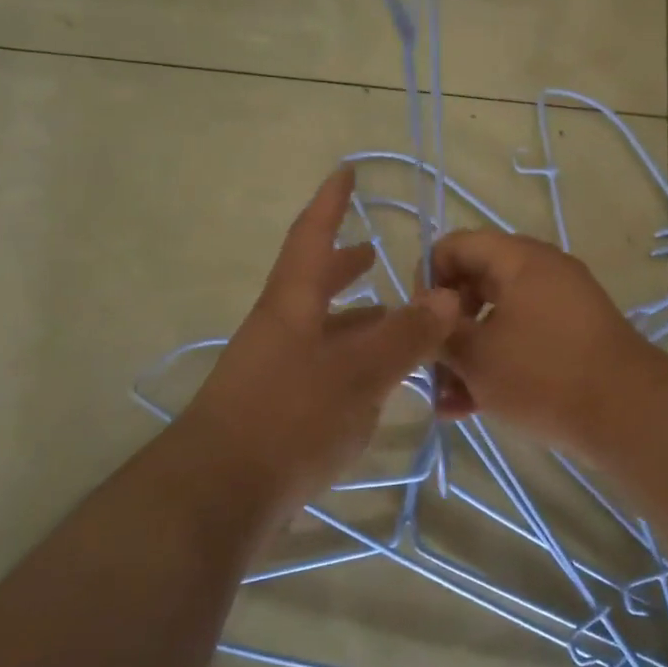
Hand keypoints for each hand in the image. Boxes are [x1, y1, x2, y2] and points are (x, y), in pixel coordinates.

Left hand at [180, 168, 460, 516]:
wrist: (218, 494)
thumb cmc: (288, 418)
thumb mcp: (357, 374)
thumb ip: (405, 336)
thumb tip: (448, 298)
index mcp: (291, 306)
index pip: (311, 238)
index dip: (331, 203)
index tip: (346, 171)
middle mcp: (279, 331)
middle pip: (313, 284)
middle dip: (344, 265)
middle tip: (375, 253)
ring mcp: (274, 372)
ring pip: (322, 332)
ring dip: (355, 319)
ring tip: (393, 319)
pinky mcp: (278, 411)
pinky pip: (322, 370)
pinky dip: (352, 364)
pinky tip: (375, 385)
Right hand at [429, 230, 659, 454]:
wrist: (627, 414)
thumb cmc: (542, 374)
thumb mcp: (476, 355)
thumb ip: (440, 332)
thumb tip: (427, 317)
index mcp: (518, 259)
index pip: (454, 246)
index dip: (426, 279)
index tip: (418, 323)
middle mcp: (541, 272)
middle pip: (475, 284)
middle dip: (446, 327)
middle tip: (430, 364)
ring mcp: (561, 306)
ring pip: (496, 320)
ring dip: (467, 356)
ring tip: (446, 401)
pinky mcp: (573, 339)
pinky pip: (522, 341)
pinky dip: (496, 366)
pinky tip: (470, 408)